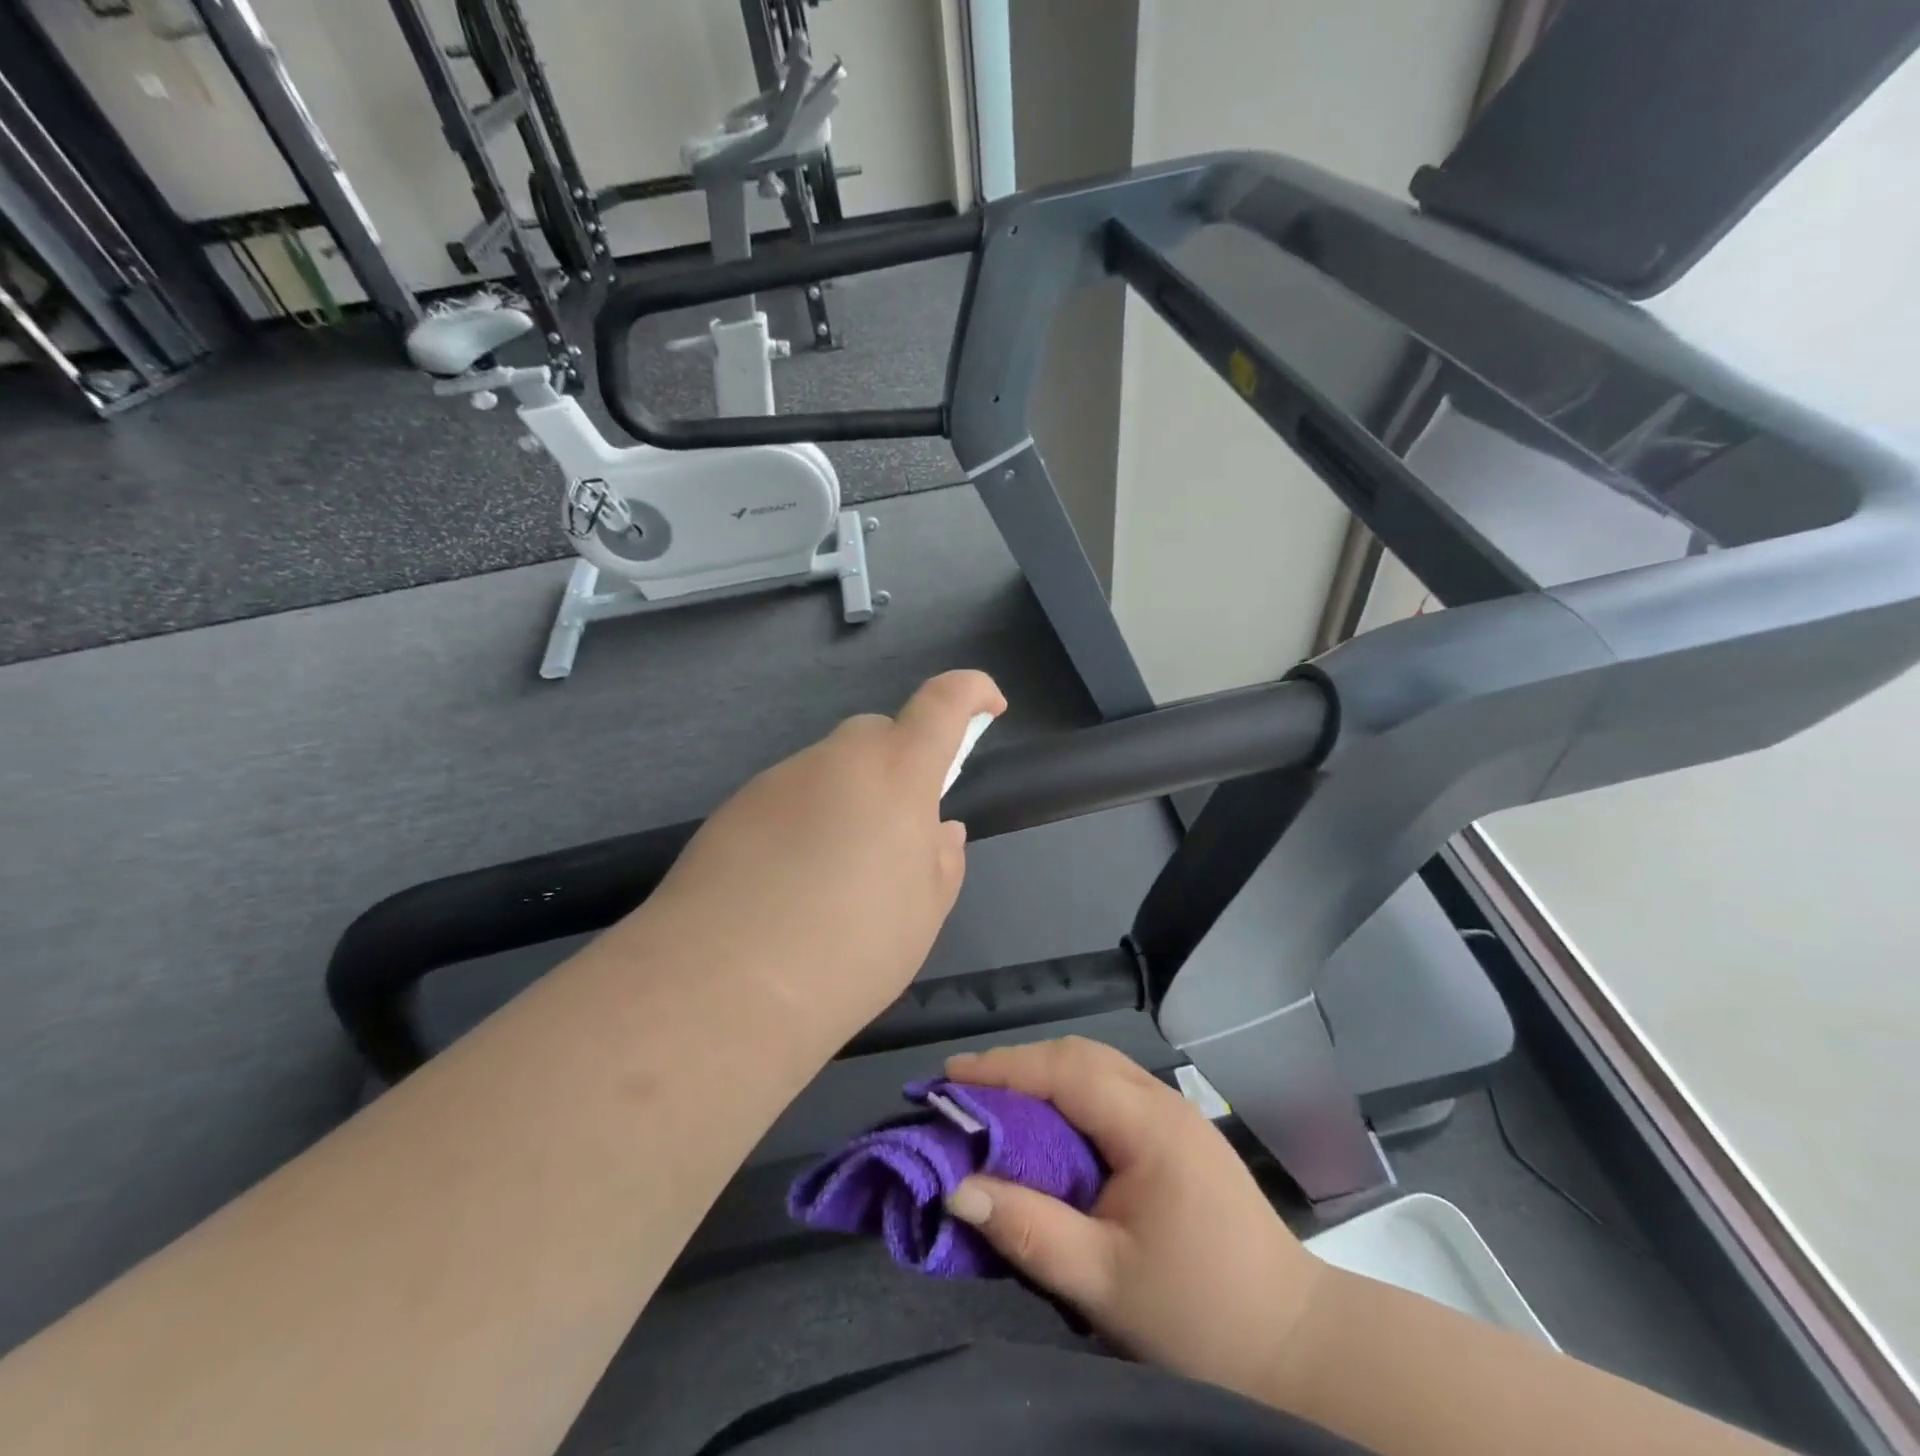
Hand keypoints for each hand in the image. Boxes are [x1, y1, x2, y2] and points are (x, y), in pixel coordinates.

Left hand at [645, 670, 1005, 1040]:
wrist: (719, 987)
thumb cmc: (849, 951)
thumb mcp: (922, 915)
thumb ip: (942, 861)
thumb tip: (937, 829)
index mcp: (896, 776)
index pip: (941, 704)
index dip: (971, 692)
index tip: (988, 706)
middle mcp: (836, 761)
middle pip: (878, 735)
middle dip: (900, 764)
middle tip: (899, 830)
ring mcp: (777, 781)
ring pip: (829, 770)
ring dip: (848, 799)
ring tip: (837, 875)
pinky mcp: (733, 809)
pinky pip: (788, 799)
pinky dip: (805, 822)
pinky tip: (789, 884)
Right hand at [943, 1037, 1326, 1403]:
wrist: (1298, 1347)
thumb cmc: (1202, 1316)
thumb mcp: (1106, 1282)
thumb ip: (1030, 1228)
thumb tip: (955, 1186)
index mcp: (1150, 1125)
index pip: (1064, 1071)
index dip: (1003, 1067)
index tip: (948, 1077)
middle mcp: (1163, 1102)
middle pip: (1079, 1056)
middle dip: (1016, 1065)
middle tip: (962, 1089)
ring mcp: (1176, 1113)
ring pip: (1095, 1068)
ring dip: (1041, 1074)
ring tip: (992, 1100)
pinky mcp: (1179, 1133)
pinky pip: (1110, 1091)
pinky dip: (1067, 1094)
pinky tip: (1046, 1123)